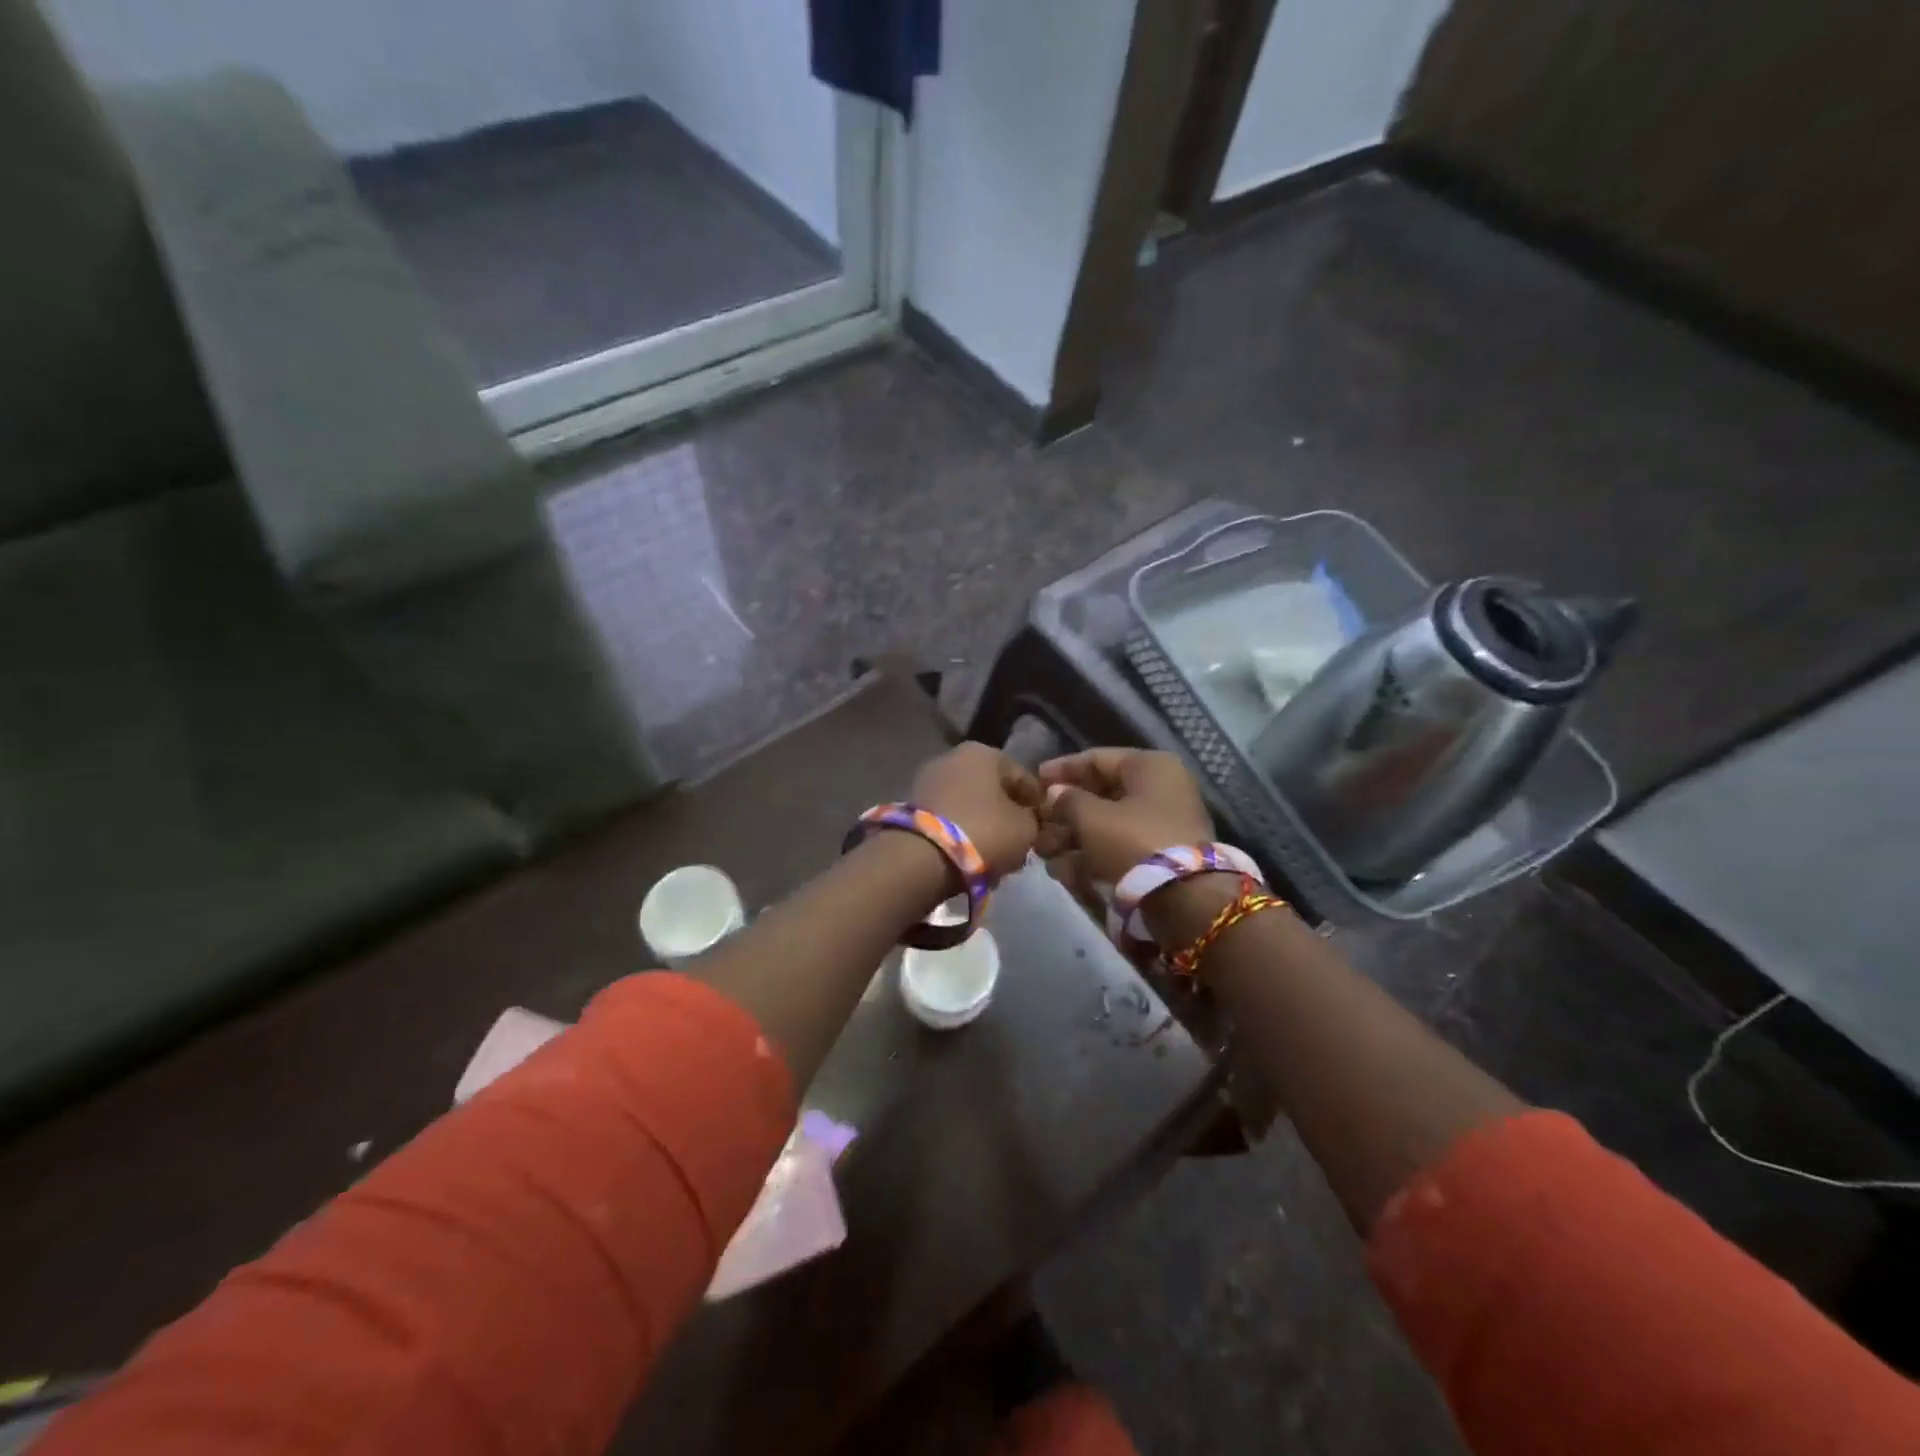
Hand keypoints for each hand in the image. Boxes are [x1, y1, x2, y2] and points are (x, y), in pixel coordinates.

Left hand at [911, 742, 1044, 877]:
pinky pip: (949, 818)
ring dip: (984, 825)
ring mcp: (928, 780)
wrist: (921, 857)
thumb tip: (1027, 820)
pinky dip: (962, 833)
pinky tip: (971, 856)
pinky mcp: (912, 806)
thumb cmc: (983, 832)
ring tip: (996, 855)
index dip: (1038, 803)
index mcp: (984, 752)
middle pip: (993, 789)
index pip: (1023, 777)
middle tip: (1020, 842)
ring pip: (970, 804)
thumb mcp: (1025, 828)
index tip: (1044, 828)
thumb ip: (1033, 820)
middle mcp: (953, 757)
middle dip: (1007, 814)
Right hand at [1036, 749, 1214, 892]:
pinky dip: (1091, 857)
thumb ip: (1067, 800)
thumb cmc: (1134, 840)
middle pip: (1101, 795)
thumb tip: (1055, 793)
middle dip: (1064, 813)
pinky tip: (1063, 872)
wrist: (1185, 897)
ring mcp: (1161, 824)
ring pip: (1107, 825)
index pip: (1097, 759)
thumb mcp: (1092, 817)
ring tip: (1043, 854)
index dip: (1062, 769)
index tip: (1035, 779)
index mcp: (1149, 767)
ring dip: (1072, 839)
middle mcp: (1159, 789)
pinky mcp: (1160, 856)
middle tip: (1036, 826)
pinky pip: (1119, 848)